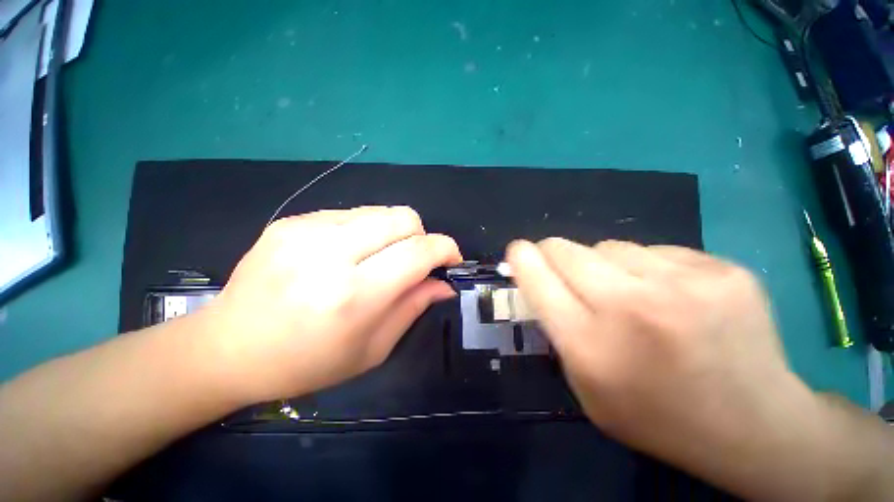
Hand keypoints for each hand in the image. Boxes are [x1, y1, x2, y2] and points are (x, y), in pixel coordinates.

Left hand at [200, 207, 461, 404]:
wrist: (228, 348)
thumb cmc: (306, 362)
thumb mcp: (372, 348)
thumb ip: (414, 307)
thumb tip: (444, 284)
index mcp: (352, 296)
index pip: (418, 251)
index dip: (445, 248)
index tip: (451, 258)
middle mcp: (329, 254)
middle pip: (403, 218)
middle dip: (421, 236)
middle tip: (414, 260)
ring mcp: (305, 231)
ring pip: (381, 211)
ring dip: (394, 233)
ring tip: (380, 258)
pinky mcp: (291, 221)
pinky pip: (352, 214)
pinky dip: (366, 230)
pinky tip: (350, 253)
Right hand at [506, 239, 814, 488]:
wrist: (755, 427)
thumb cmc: (655, 415)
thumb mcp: (584, 386)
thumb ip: (556, 329)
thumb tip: (539, 280)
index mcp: (590, 344)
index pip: (536, 276)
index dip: (521, 257)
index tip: (518, 252)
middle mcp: (630, 307)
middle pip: (565, 248)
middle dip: (555, 254)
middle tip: (570, 272)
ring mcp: (683, 285)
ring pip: (610, 245)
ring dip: (606, 264)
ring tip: (632, 293)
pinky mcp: (722, 270)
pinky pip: (656, 250)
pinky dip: (650, 267)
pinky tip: (675, 296)